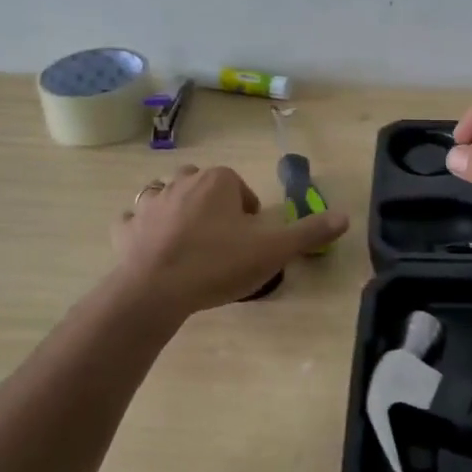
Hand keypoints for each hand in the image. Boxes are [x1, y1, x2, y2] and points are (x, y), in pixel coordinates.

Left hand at [113, 165, 348, 313]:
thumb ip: (309, 232)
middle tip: (223, 241)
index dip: (248, 213)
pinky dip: (143, 230)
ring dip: (177, 210)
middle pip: (204, 185)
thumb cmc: (218, 264)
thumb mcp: (273, 250)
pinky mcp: (125, 229)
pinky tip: (151, 249)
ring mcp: (149, 203)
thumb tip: (345, 216)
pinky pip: (135, 221)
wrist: (157, 290)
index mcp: (219, 181)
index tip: (251, 241)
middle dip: (213, 206)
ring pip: (167, 196)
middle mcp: (182, 181)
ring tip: (189, 243)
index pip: (239, 187)